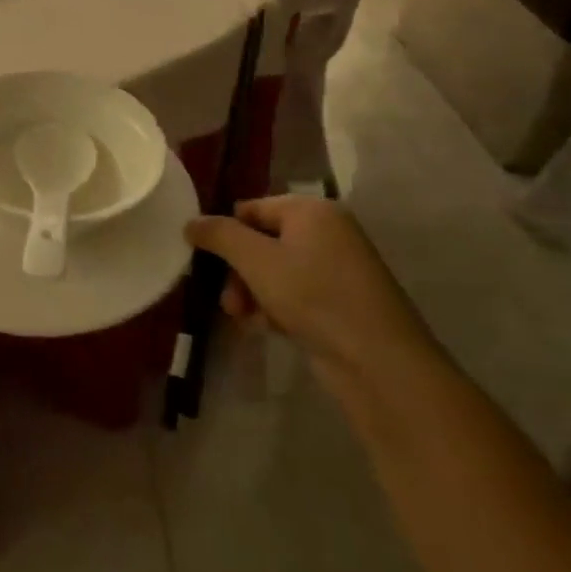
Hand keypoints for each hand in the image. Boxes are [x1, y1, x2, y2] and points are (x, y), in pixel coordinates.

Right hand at [184, 197, 434, 387]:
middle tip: (228, 301)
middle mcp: (326, 232)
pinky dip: (274, 307)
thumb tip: (191, 222)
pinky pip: (294, 293)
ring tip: (243, 318)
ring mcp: (336, 268)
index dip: (225, 233)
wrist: (379, 362)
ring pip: (274, 271)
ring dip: (251, 292)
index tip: (205, 262)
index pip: (251, 209)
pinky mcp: (339, 302)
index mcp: (311, 211)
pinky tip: (266, 328)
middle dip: (237, 271)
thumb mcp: (256, 260)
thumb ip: (219, 235)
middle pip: (261, 241)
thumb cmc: (314, 296)